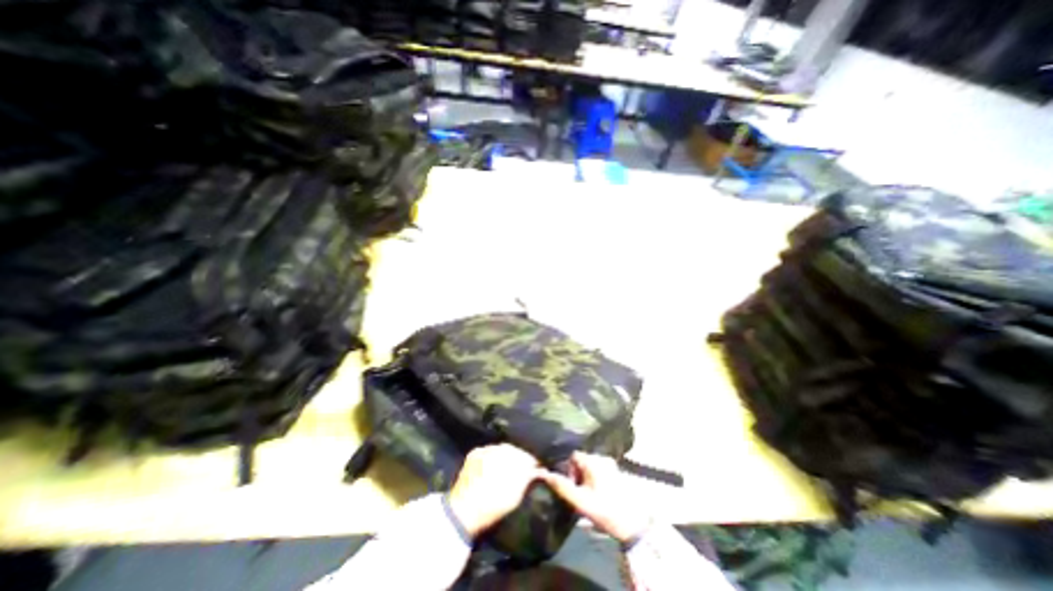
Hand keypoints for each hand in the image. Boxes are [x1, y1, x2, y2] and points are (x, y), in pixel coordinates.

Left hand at [446, 446, 542, 537]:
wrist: (463, 511)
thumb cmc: (493, 506)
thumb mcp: (516, 496)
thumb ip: (528, 478)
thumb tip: (539, 470)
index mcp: (512, 457)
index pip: (527, 456)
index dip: (532, 464)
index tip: (535, 471)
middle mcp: (499, 448)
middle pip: (514, 451)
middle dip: (518, 459)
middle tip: (521, 471)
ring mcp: (486, 448)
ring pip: (501, 449)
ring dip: (505, 456)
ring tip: (506, 469)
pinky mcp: (474, 452)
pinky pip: (488, 450)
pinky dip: (492, 457)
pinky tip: (492, 467)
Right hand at [544, 453, 651, 543]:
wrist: (633, 524)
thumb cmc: (605, 510)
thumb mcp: (581, 502)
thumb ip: (563, 487)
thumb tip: (544, 474)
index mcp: (593, 460)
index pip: (572, 455)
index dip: (567, 468)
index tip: (570, 485)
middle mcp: (602, 457)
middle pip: (581, 459)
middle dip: (576, 473)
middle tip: (577, 492)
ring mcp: (611, 464)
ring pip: (590, 465)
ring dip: (585, 476)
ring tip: (586, 494)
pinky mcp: (616, 471)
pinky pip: (598, 469)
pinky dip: (594, 477)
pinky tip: (596, 493)